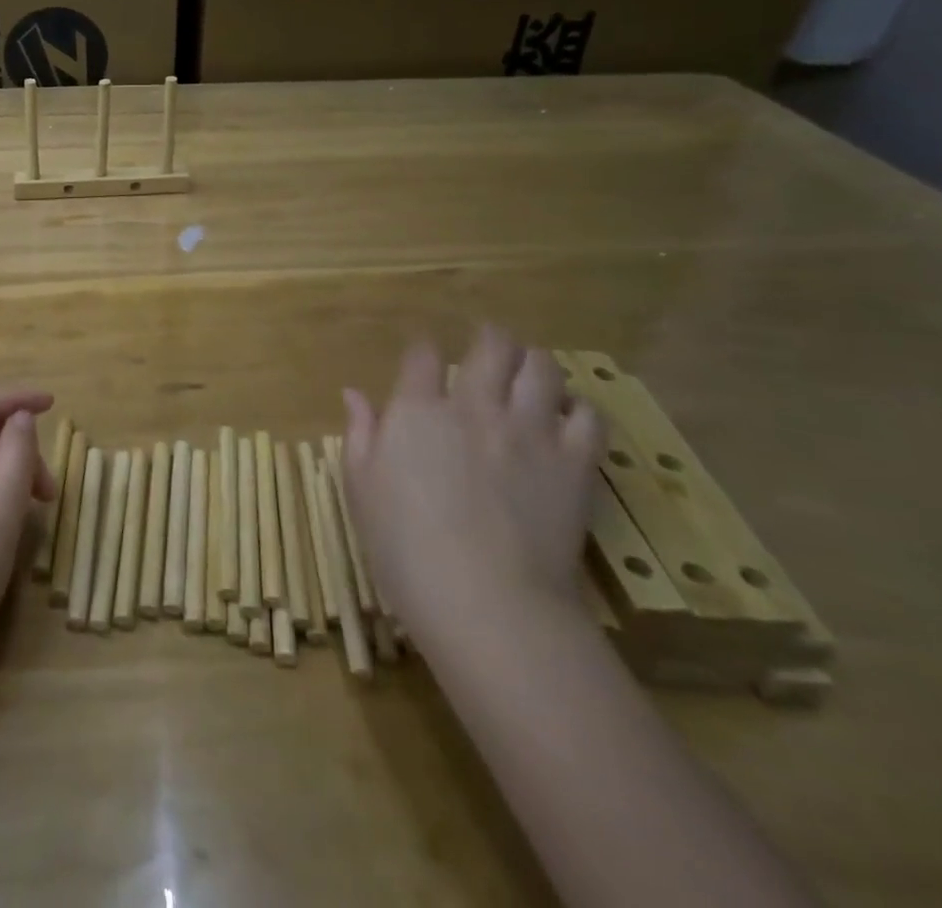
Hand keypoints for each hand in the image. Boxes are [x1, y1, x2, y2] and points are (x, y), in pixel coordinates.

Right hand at [340, 327, 603, 651]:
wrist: (487, 603)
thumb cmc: (405, 548)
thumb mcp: (361, 488)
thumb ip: (360, 433)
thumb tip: (353, 394)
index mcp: (418, 410)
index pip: (424, 354)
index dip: (424, 350)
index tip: (424, 360)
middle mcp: (475, 406)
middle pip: (491, 345)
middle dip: (488, 339)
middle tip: (486, 349)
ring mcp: (529, 430)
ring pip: (542, 368)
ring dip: (534, 363)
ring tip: (528, 374)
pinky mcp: (573, 462)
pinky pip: (588, 415)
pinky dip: (578, 408)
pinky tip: (566, 418)